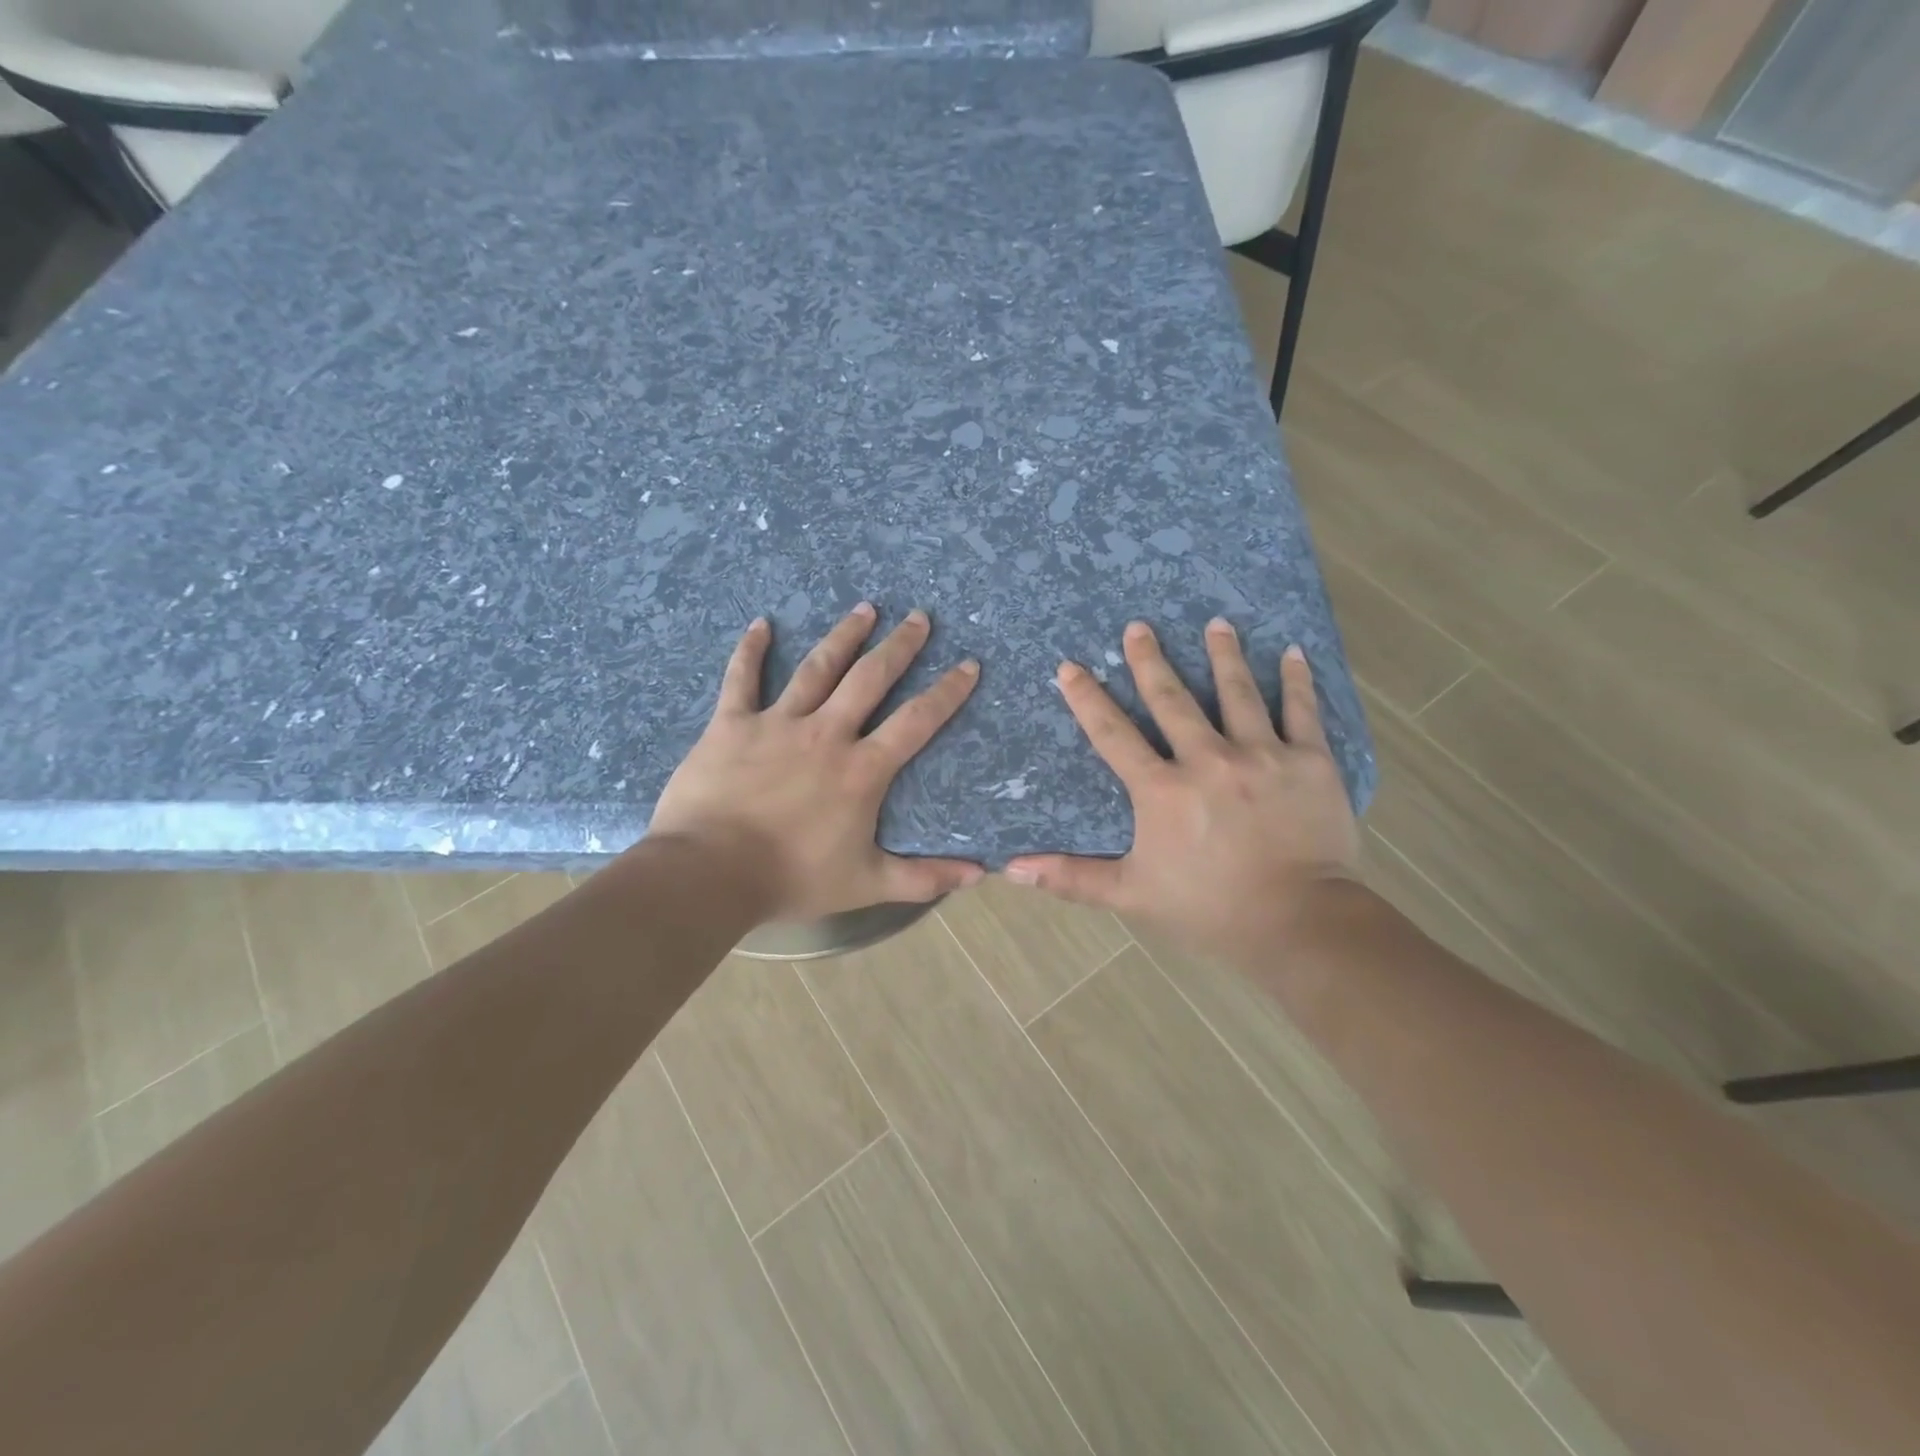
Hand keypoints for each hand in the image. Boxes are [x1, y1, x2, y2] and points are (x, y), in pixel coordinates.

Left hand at [648, 604, 985, 921]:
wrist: (710, 873)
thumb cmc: (792, 878)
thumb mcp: (866, 884)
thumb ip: (924, 878)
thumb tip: (980, 875)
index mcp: (862, 769)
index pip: (916, 721)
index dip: (946, 692)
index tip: (968, 665)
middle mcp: (826, 733)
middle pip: (870, 678)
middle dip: (899, 646)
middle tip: (919, 617)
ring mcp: (777, 723)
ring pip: (818, 667)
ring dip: (844, 636)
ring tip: (865, 608)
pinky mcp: (732, 724)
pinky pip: (742, 678)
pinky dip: (751, 650)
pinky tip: (761, 623)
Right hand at [1005, 619, 1358, 963]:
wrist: (1300, 923)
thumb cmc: (1209, 909)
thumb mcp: (1131, 894)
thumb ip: (1071, 877)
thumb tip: (1010, 868)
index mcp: (1162, 789)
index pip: (1114, 735)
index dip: (1088, 699)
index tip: (1070, 667)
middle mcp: (1208, 759)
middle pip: (1172, 699)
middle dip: (1150, 661)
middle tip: (1138, 626)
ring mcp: (1262, 755)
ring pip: (1237, 692)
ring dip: (1223, 655)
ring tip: (1216, 623)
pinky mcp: (1309, 762)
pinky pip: (1302, 711)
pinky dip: (1297, 680)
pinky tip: (1290, 651)